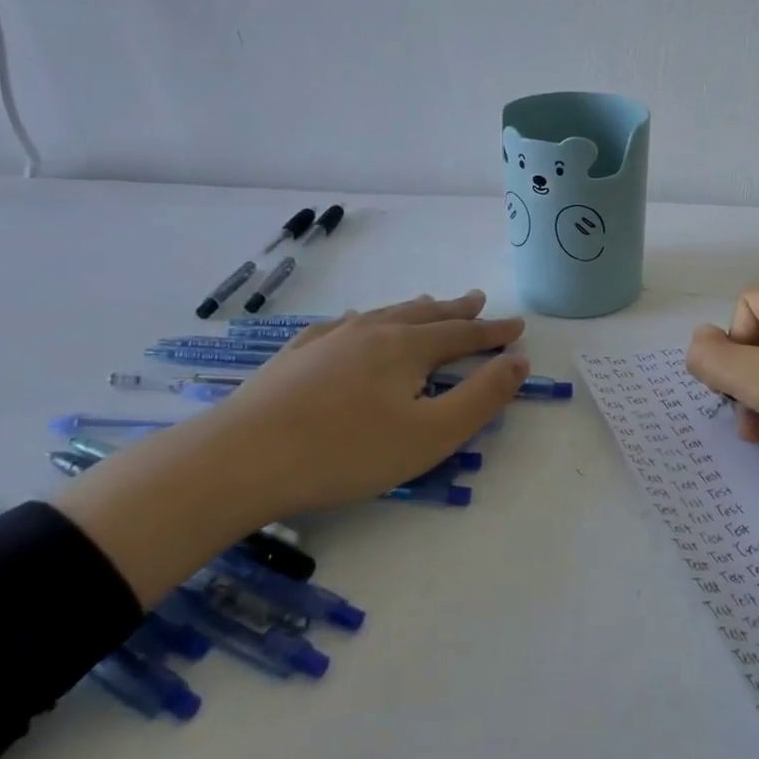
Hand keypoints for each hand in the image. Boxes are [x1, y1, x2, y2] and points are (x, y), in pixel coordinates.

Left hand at [204, 291, 527, 515]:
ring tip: (429, 303)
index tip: (516, 326)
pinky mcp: (295, 356)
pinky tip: (354, 323)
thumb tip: (518, 361)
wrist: (241, 459)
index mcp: (407, 348)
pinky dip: (362, 321)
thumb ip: (481, 397)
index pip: (463, 334)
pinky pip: (339, 327)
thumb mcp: (432, 434)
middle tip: (478, 299)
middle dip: (456, 310)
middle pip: (425, 315)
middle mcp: (371, 332)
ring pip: (382, 314)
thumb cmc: (348, 452)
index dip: (493, 332)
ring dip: (413, 309)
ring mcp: (328, 340)